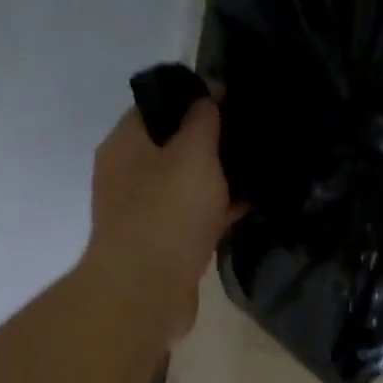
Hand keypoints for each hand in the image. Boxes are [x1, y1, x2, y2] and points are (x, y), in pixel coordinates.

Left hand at [82, 99, 236, 345]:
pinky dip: (217, 210)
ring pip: (185, 184)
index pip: (157, 106)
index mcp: (125, 144)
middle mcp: (127, 174)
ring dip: (216, 179)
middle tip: (250, 134)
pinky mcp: (162, 244)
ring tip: (257, 168)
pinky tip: (249, 206)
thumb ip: (203, 119)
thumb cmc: (167, 212)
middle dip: (209, 141)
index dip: (194, 99)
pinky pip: (193, 216)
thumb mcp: (193, 153)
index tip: (232, 100)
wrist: (147, 291)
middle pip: (172, 146)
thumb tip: (209, 91)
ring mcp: (143, 212)